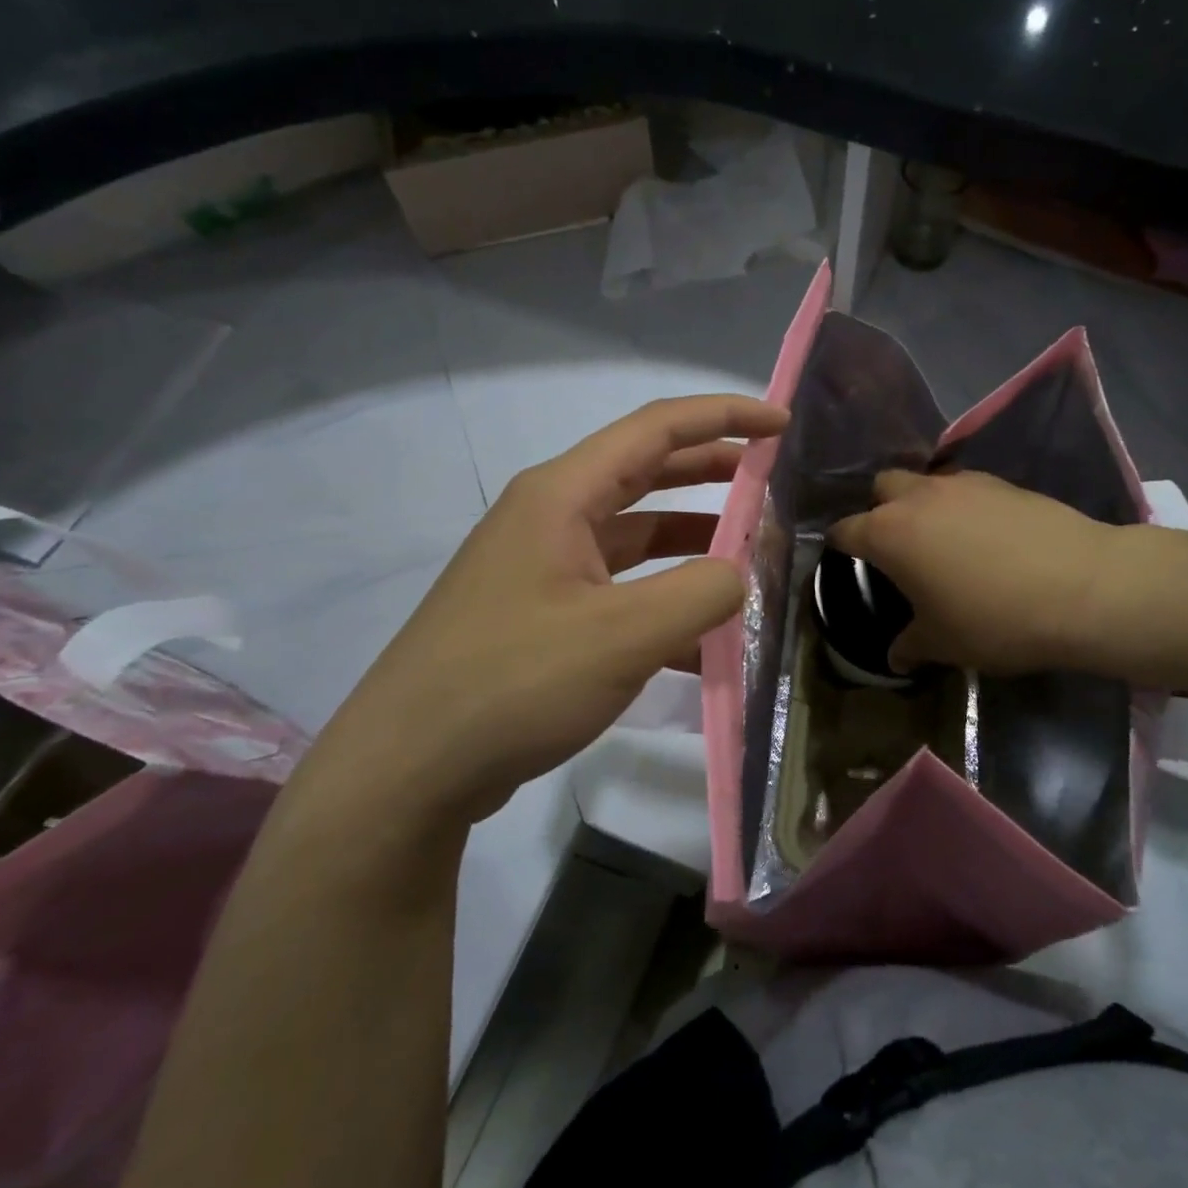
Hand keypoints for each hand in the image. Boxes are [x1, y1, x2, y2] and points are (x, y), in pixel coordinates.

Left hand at [296, 395, 786, 838]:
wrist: (407, 770)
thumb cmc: (513, 684)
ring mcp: (543, 569)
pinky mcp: (542, 616)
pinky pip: (619, 590)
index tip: (780, 425)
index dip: (722, 417)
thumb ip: (701, 593)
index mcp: (562, 496)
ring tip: (749, 560)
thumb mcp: (623, 635)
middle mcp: (550, 518)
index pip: (655, 429)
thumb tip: (740, 574)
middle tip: (771, 478)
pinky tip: (702, 640)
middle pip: (644, 473)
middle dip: (711, 471)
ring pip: (634, 537)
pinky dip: (663, 600)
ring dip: (691, 543)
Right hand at [829, 470, 1178, 676]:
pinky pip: (966, 488)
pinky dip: (962, 506)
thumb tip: (897, 657)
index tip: (844, 561)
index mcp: (890, 533)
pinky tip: (984, 537)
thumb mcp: (943, 643)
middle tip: (896, 546)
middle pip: (883, 486)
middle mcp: (919, 497)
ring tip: (942, 540)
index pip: (845, 530)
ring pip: (926, 482)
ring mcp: (964, 484)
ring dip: (923, 504)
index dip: (839, 546)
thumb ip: (911, 646)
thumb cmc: (994, 619)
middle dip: (880, 509)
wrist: (1082, 588)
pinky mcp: (1004, 483)